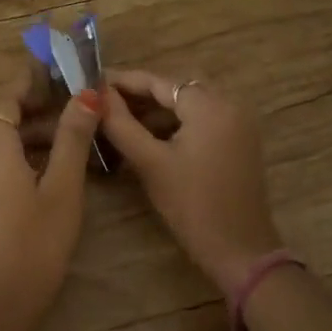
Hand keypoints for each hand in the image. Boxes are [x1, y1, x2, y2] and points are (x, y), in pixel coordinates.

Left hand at [0, 67, 104, 312]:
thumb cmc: (36, 242)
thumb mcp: (63, 188)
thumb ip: (72, 138)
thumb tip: (86, 95)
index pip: (5, 99)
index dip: (28, 85)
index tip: (52, 78)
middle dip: (15, 109)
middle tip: (52, 118)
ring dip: (8, 136)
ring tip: (50, 152)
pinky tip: (26, 184)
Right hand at [101, 70, 283, 292]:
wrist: (239, 250)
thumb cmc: (192, 205)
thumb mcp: (150, 163)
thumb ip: (121, 125)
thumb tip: (97, 96)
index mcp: (210, 106)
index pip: (159, 81)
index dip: (123, 81)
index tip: (92, 82)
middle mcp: (229, 104)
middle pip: (176, 88)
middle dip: (139, 94)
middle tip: (103, 102)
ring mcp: (238, 123)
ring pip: (189, 104)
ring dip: (156, 109)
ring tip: (119, 120)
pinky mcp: (239, 141)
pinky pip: (202, 119)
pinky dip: (176, 123)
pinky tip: (148, 137)